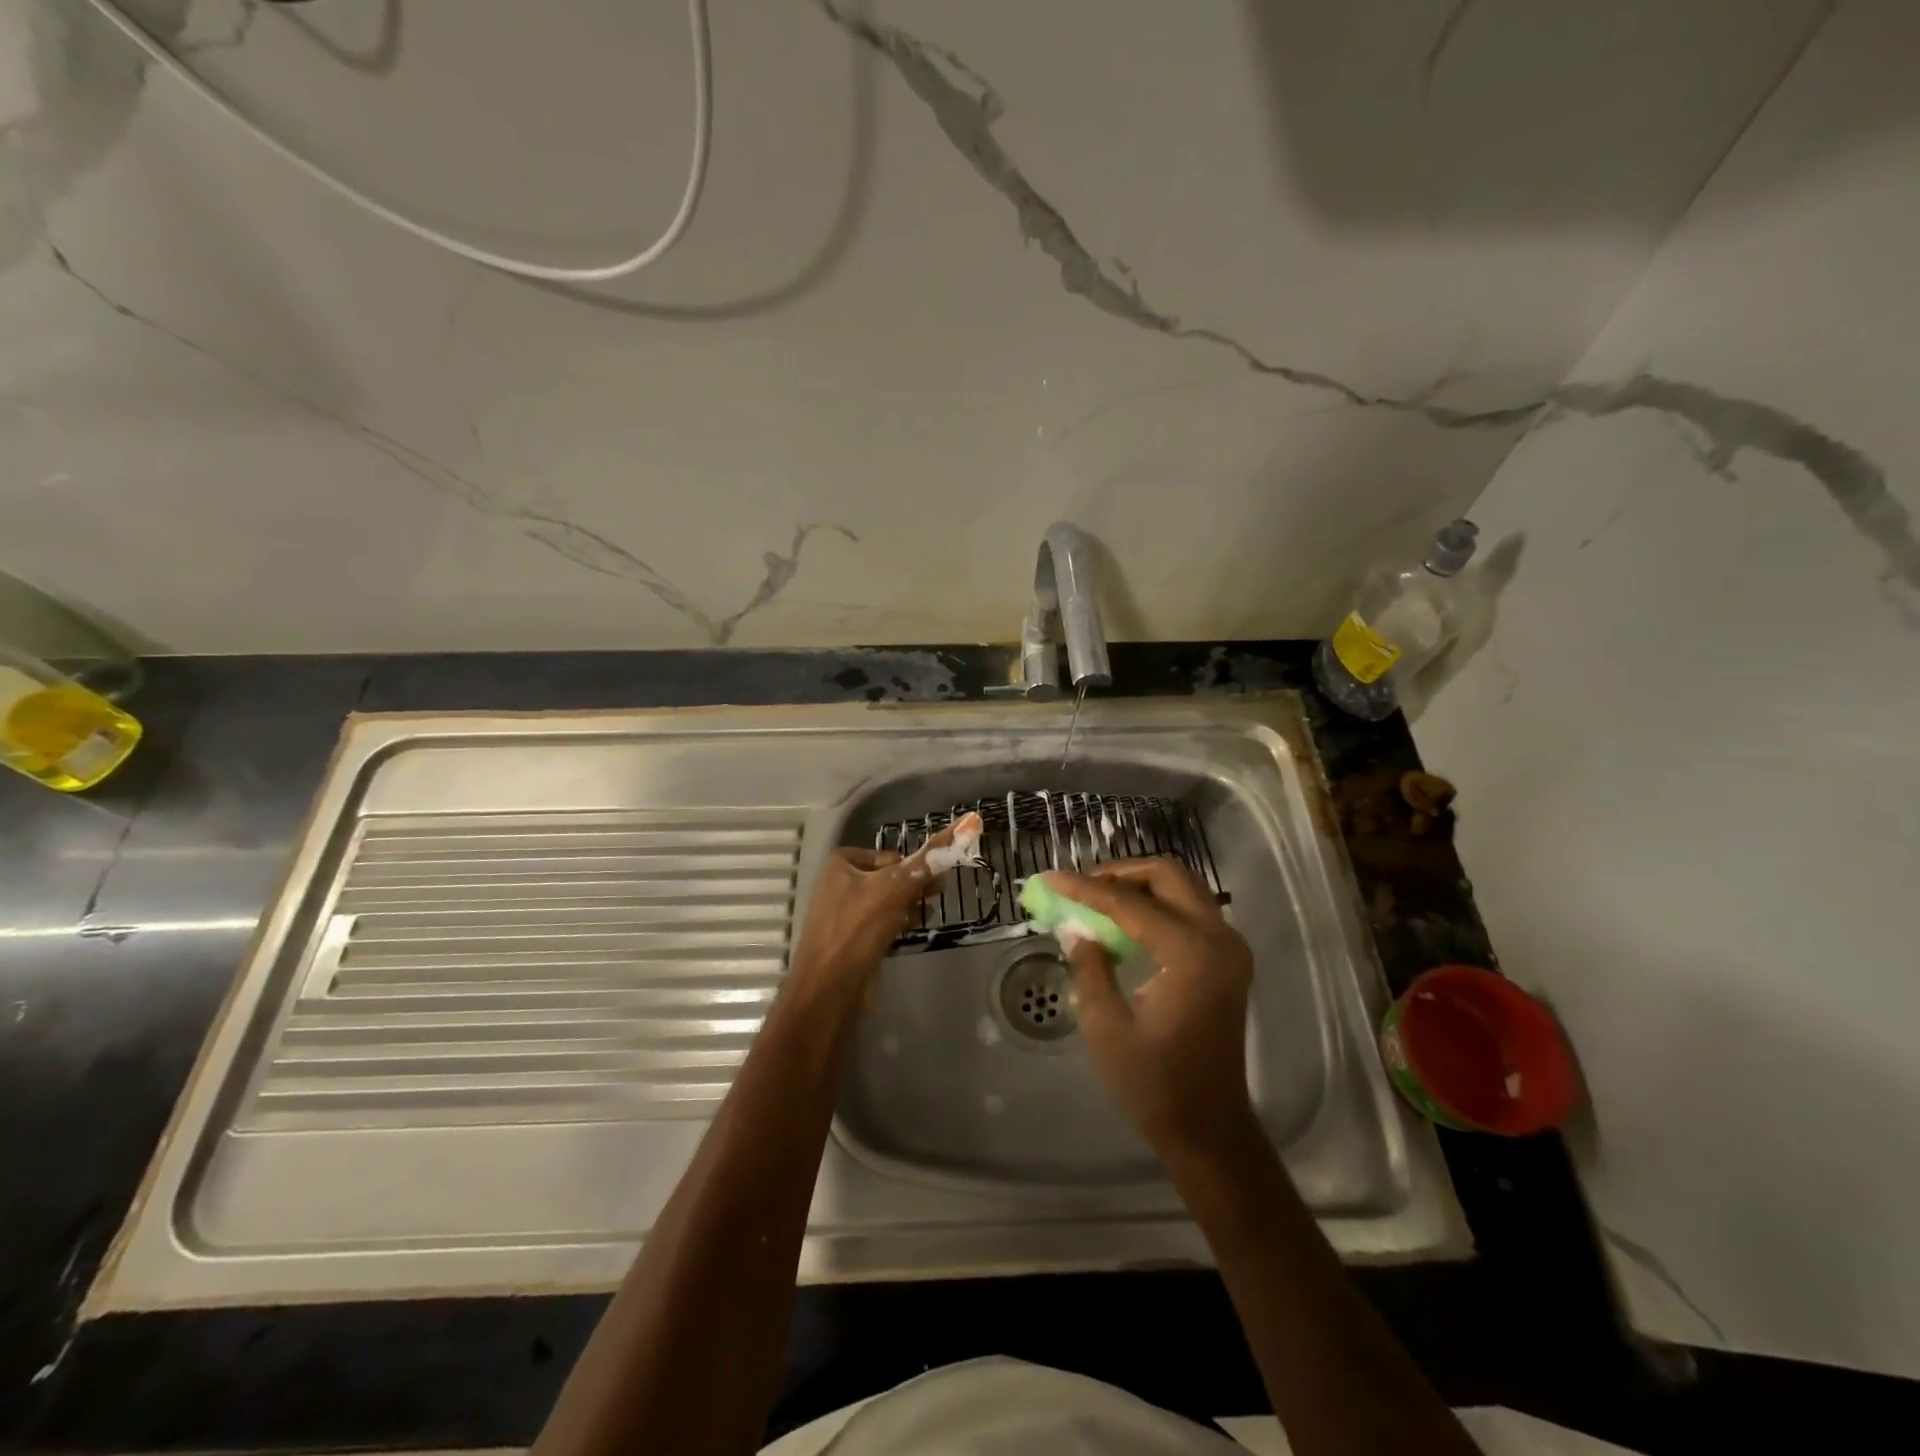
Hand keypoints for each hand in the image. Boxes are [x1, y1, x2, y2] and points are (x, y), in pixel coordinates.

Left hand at [788, 816, 977, 994]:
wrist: (830, 988)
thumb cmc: (859, 928)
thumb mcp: (896, 888)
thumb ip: (929, 861)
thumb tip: (969, 822)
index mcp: (841, 863)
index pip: (891, 856)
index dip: (912, 868)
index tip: (931, 883)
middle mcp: (839, 883)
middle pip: (890, 877)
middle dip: (913, 888)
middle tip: (934, 898)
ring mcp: (843, 913)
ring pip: (887, 901)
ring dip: (908, 906)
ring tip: (922, 916)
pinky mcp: (851, 939)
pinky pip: (881, 922)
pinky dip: (897, 924)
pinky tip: (908, 931)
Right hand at [1044, 858, 1257, 1160]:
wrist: (1210, 1129)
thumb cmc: (1154, 1084)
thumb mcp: (1106, 1026)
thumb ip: (1090, 966)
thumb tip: (1075, 928)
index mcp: (1190, 953)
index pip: (1130, 903)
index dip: (1085, 889)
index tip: (1050, 878)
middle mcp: (1219, 939)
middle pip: (1168, 875)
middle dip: (1119, 873)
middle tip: (1080, 887)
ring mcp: (1229, 948)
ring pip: (1181, 888)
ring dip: (1138, 886)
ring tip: (1095, 900)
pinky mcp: (1227, 960)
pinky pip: (1189, 910)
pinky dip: (1155, 906)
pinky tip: (1123, 924)